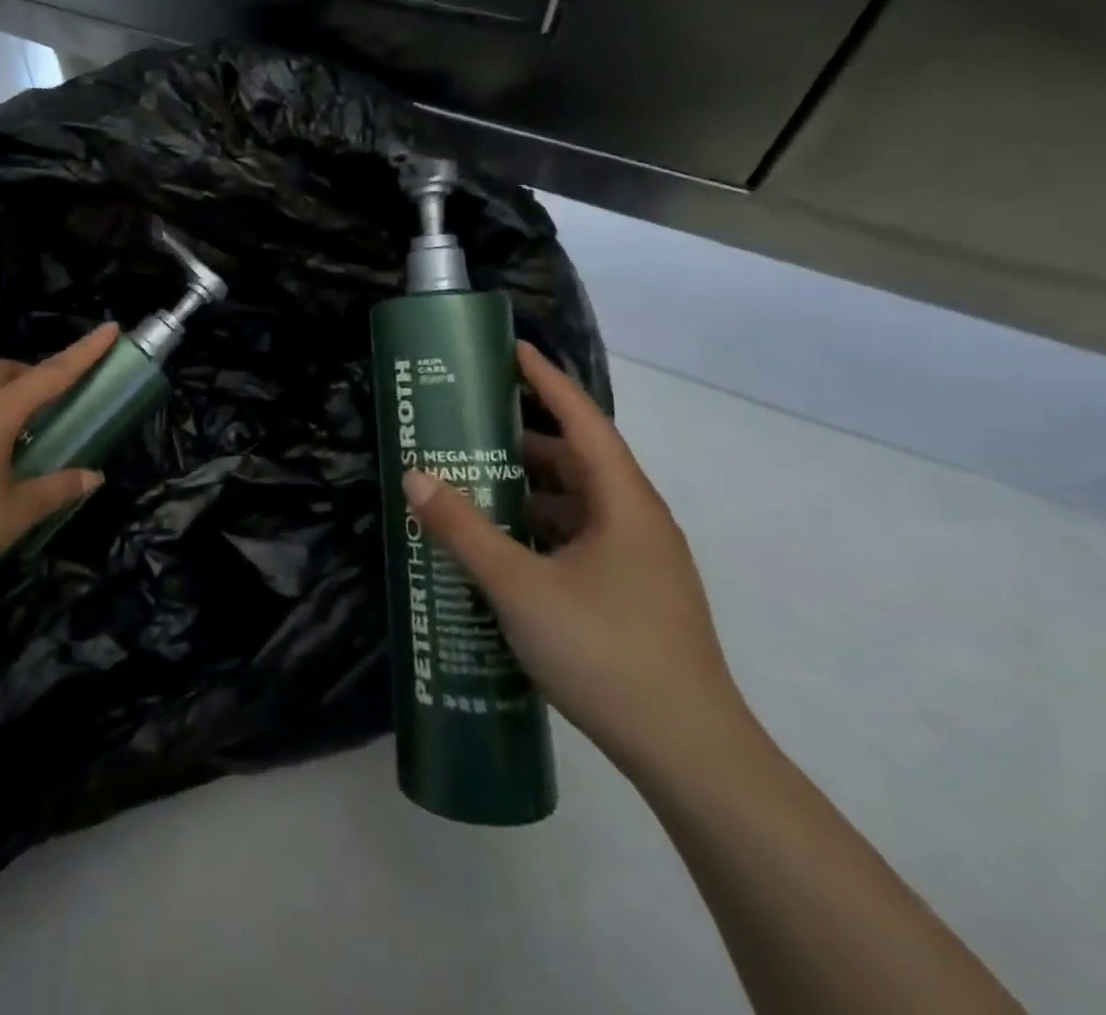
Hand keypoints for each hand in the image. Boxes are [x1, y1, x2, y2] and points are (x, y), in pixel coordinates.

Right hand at [404, 341, 751, 779]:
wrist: (690, 755)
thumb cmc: (606, 652)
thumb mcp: (519, 586)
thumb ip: (464, 529)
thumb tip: (415, 476)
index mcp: (623, 503)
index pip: (582, 420)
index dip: (546, 380)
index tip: (509, 349)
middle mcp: (635, 521)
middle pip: (576, 460)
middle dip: (522, 437)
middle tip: (467, 422)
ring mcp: (636, 561)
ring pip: (574, 504)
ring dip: (526, 488)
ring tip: (471, 479)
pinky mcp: (628, 594)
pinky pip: (575, 539)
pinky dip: (536, 527)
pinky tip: (499, 544)